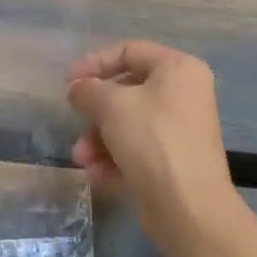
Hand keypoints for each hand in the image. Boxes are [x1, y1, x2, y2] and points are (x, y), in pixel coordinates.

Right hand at [67, 40, 239, 248]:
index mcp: (178, 69)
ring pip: (127, 123)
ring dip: (98, 139)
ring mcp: (179, 129)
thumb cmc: (152, 140)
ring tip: (82, 158)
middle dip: (94, 111)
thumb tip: (77, 89)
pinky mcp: (173, 160)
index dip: (94, 63)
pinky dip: (113, 158)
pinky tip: (97, 173)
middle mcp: (184, 94)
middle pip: (126, 91)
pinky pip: (136, 148)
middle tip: (75, 122)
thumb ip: (87, 89)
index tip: (68, 82)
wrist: (187, 206)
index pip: (128, 51)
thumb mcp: (111, 105)